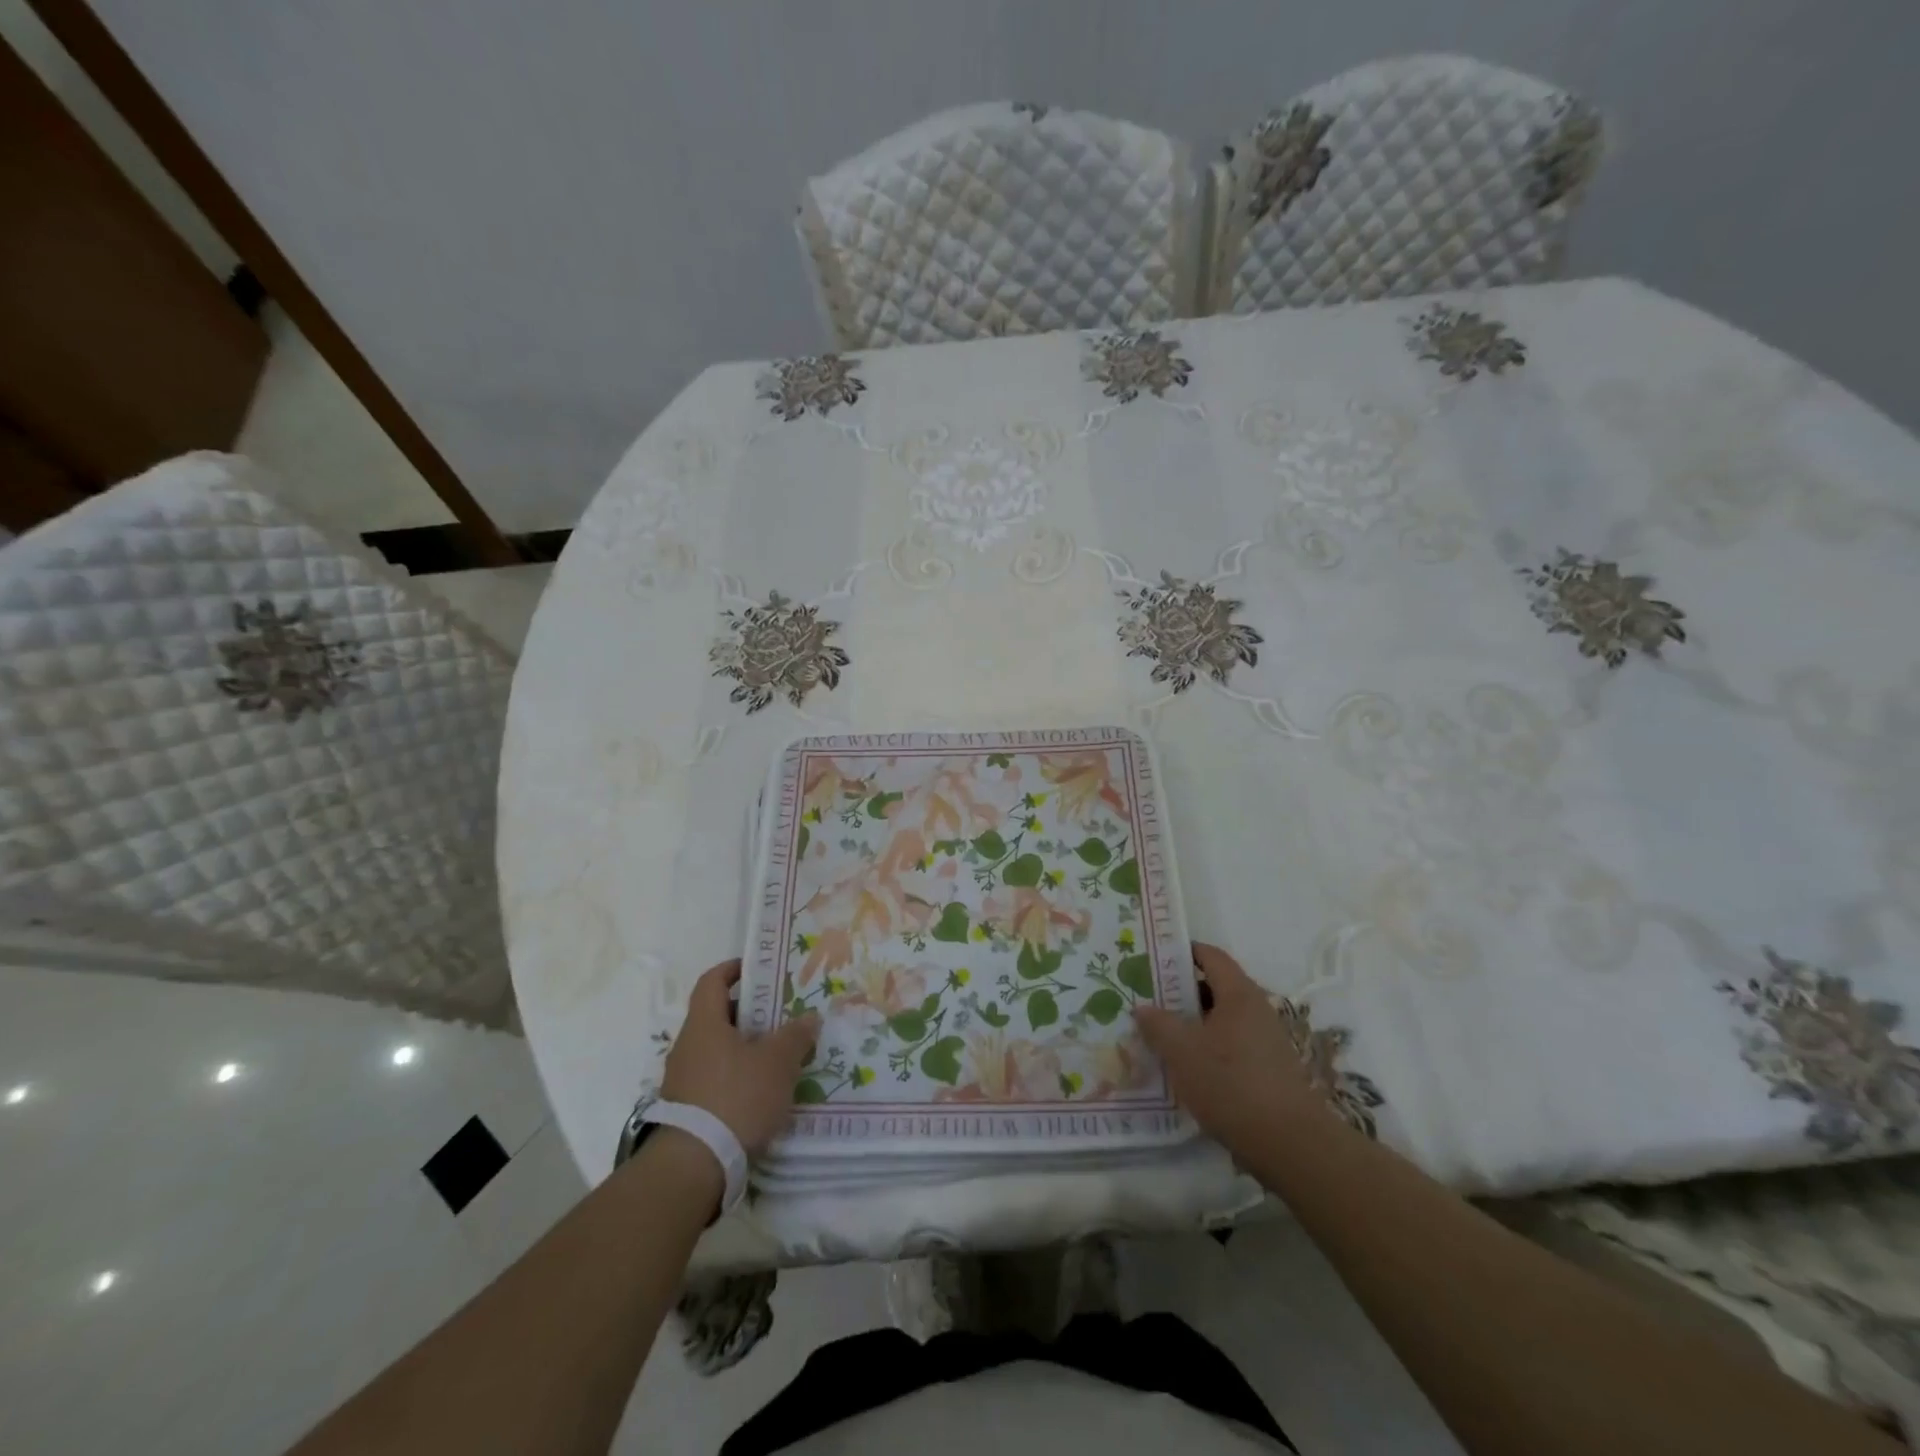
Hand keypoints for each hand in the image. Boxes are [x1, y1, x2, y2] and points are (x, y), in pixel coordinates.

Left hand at [661, 961, 819, 1156]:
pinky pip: (715, 1079)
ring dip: (746, 1048)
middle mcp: (688, 1046)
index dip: (733, 970)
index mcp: (704, 1023)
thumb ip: (796, 1036)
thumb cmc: (736, 1098)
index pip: (712, 981)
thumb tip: (809, 1017)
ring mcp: (683, 1080)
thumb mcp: (777, 1063)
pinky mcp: (686, 1110)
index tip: (758, 969)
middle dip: (750, 1013)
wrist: (694, 1166)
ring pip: (718, 1050)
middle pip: (718, 1016)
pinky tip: (762, 1092)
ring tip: (779, 1056)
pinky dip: (737, 1076)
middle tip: (782, 1015)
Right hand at [1133, 942, 1337, 1162]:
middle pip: (1214, 987)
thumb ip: (1158, 1024)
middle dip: (1180, 991)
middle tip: (1148, 998)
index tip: (1152, 958)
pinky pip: (1231, 1045)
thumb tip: (1142, 1007)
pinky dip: (1208, 1048)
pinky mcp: (1268, 1070)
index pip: (1210, 956)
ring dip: (1192, 1024)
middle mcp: (1256, 1010)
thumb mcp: (1182, 1052)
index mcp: (1239, 994)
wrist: (1290, 1145)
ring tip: (1160, 1035)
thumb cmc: (1232, 1084)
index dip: (1182, 952)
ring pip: (1221, 1020)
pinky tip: (1186, 1068)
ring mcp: (1265, 1041)